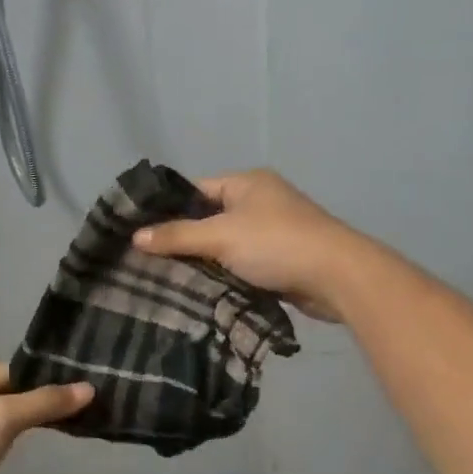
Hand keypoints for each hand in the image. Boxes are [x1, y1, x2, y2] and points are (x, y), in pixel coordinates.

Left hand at [0, 363, 92, 473]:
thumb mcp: (4, 417)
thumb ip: (45, 403)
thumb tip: (89, 389)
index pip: (11, 371)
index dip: (42, 377)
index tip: (76, 386)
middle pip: (5, 395)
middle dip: (37, 402)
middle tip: (77, 408)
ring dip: (24, 424)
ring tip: (62, 427)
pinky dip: (9, 445)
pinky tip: (26, 452)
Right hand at [134, 169, 366, 321]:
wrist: (337, 277)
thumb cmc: (276, 244)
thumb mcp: (221, 236)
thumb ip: (178, 236)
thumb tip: (136, 237)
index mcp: (247, 183)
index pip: (196, 190)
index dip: (168, 209)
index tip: (140, 233)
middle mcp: (260, 201)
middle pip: (210, 218)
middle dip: (185, 239)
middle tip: (150, 261)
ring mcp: (273, 231)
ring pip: (227, 244)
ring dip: (206, 261)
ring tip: (169, 278)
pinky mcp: (281, 259)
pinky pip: (243, 263)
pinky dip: (226, 274)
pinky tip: (203, 290)